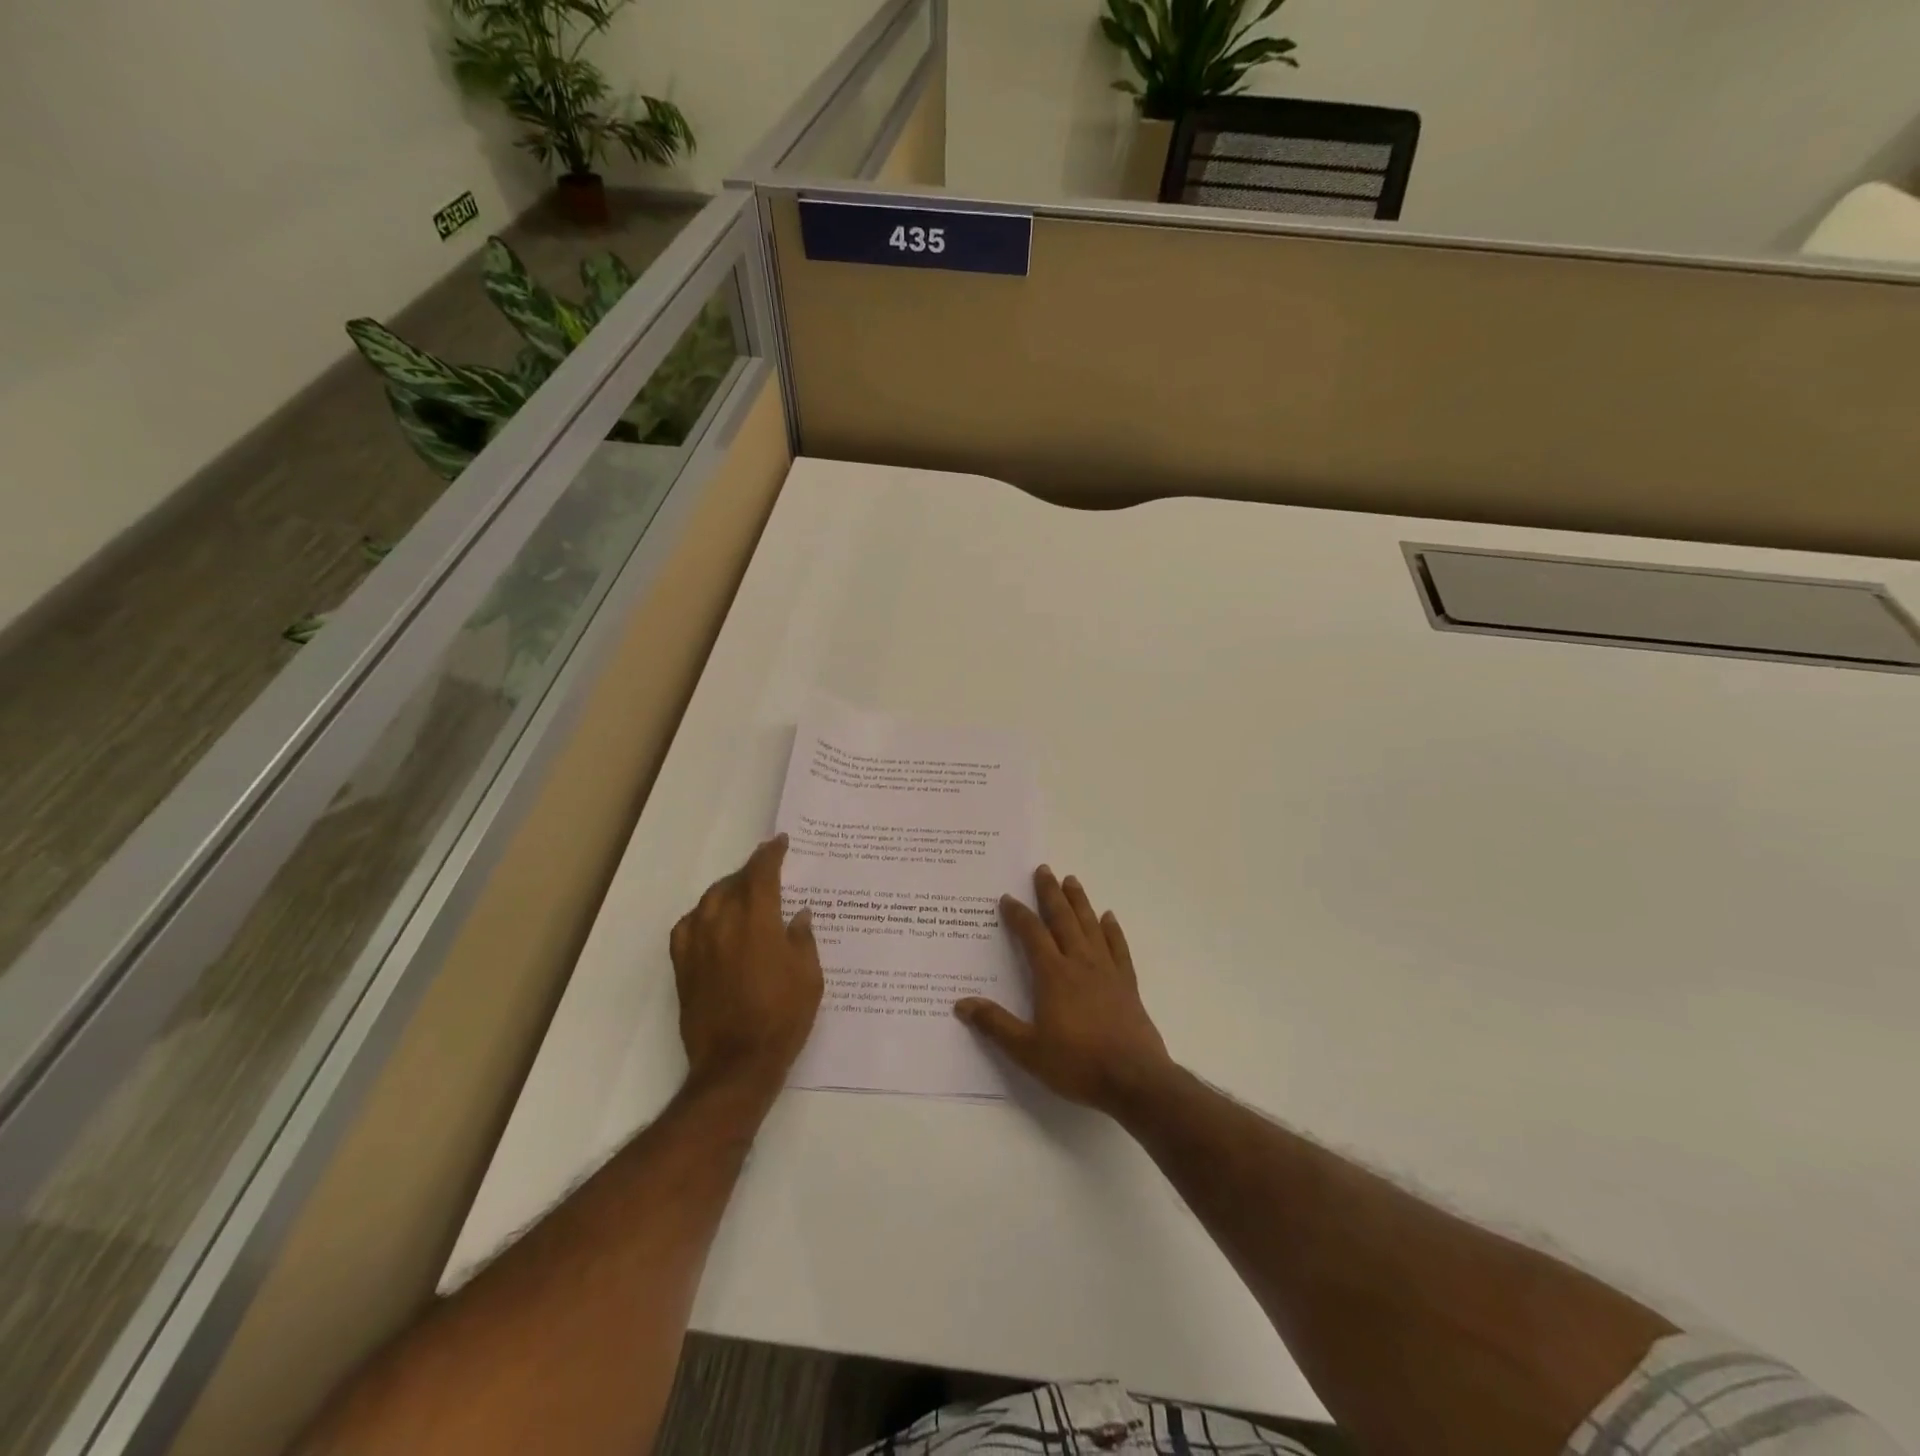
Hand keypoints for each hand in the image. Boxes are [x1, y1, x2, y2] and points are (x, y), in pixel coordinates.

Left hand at [670, 835, 822, 1101]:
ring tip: (741, 893)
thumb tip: (798, 915)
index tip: (780, 843)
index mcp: (757, 922)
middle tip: (766, 870)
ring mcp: (698, 945)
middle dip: (750, 871)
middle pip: (732, 883)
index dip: (771, 854)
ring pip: (708, 901)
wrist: (736, 1064)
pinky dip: (701, 916)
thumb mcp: (810, 977)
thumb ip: (802, 939)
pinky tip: (711, 922)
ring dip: (726, 890)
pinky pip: (687, 927)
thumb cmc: (782, 1018)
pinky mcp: (683, 967)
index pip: (761, 873)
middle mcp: (723, 925)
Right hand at [955, 865, 1173, 1115]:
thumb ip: (995, 1024)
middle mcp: (1080, 963)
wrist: (1134, 1079)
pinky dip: (1112, 930)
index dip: (1018, 915)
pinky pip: (1118, 948)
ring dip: (1080, 902)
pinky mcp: (1127, 984)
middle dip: (1051, 893)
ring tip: (1072, 880)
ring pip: (1090, 926)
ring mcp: (1107, 971)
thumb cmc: (1077, 1064)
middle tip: (1043, 869)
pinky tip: (1109, 918)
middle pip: (1063, 919)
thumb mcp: (1028, 1050)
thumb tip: (961, 1003)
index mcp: (1053, 975)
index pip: (1032, 935)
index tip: (1008, 898)